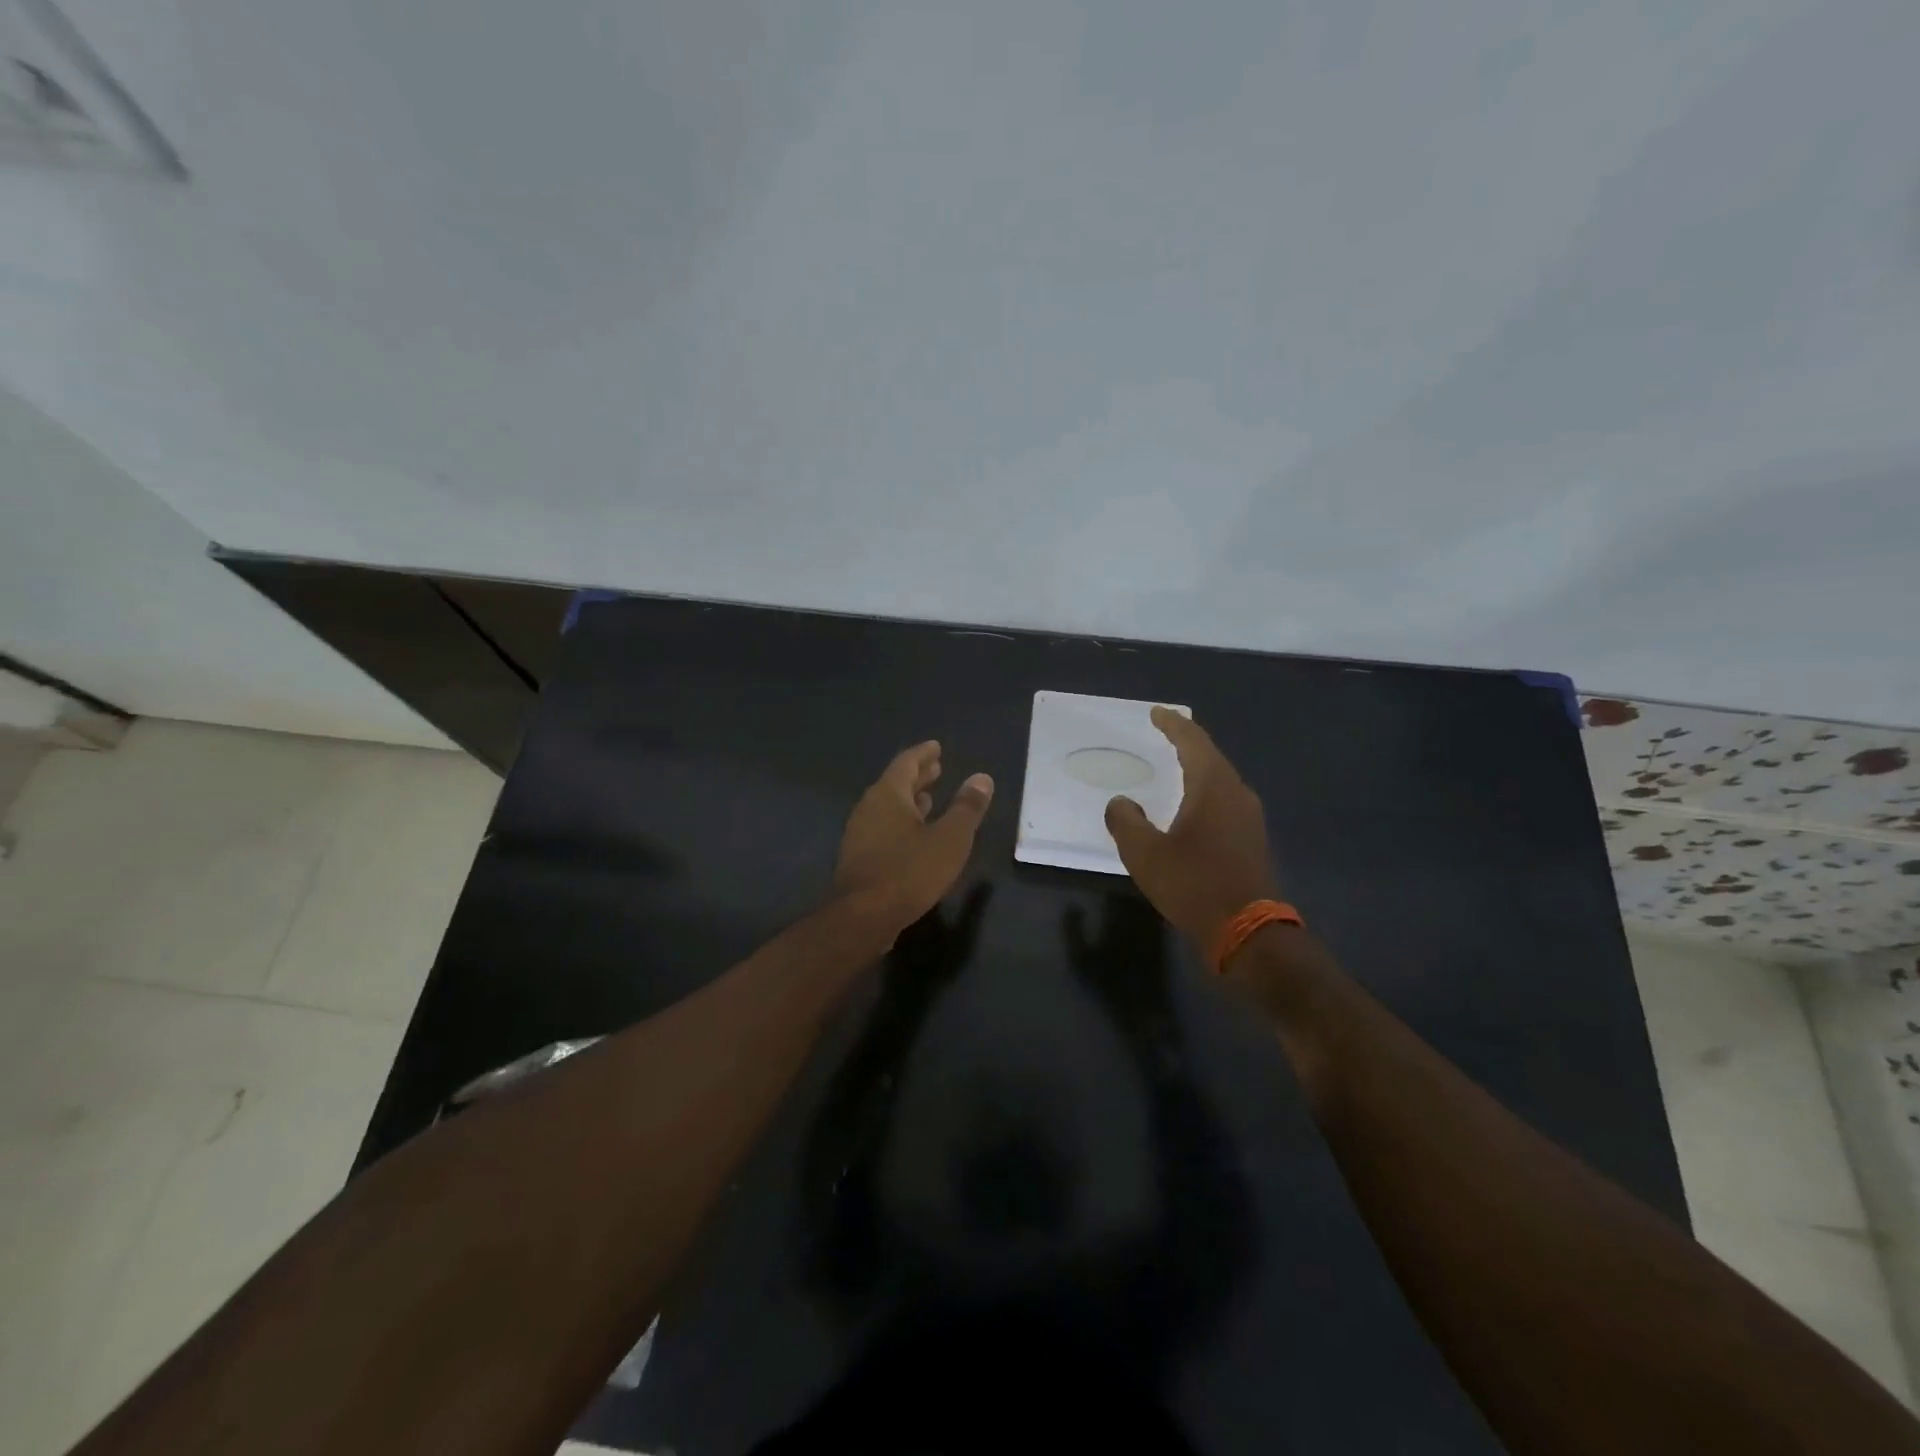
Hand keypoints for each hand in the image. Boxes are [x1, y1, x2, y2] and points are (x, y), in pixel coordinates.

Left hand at [836, 741, 993, 932]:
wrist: (862, 918)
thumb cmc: (909, 872)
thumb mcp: (949, 839)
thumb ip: (966, 808)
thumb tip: (982, 778)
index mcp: (889, 795)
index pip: (906, 763)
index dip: (923, 754)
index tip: (936, 747)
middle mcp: (870, 807)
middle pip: (895, 783)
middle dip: (918, 776)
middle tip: (936, 768)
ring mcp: (860, 833)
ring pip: (888, 807)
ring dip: (910, 800)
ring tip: (929, 798)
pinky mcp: (859, 857)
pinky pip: (883, 828)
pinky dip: (901, 822)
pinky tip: (914, 836)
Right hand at [1105, 707, 1277, 945]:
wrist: (1247, 932)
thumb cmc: (1193, 884)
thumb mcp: (1145, 854)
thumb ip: (1127, 822)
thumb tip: (1121, 803)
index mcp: (1212, 787)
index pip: (1193, 741)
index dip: (1173, 724)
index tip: (1156, 713)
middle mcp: (1236, 794)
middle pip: (1211, 756)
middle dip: (1187, 742)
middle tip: (1165, 732)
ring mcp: (1249, 818)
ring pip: (1221, 779)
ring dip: (1198, 768)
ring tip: (1176, 765)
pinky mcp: (1252, 840)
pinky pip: (1225, 801)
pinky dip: (1206, 791)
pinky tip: (1193, 805)